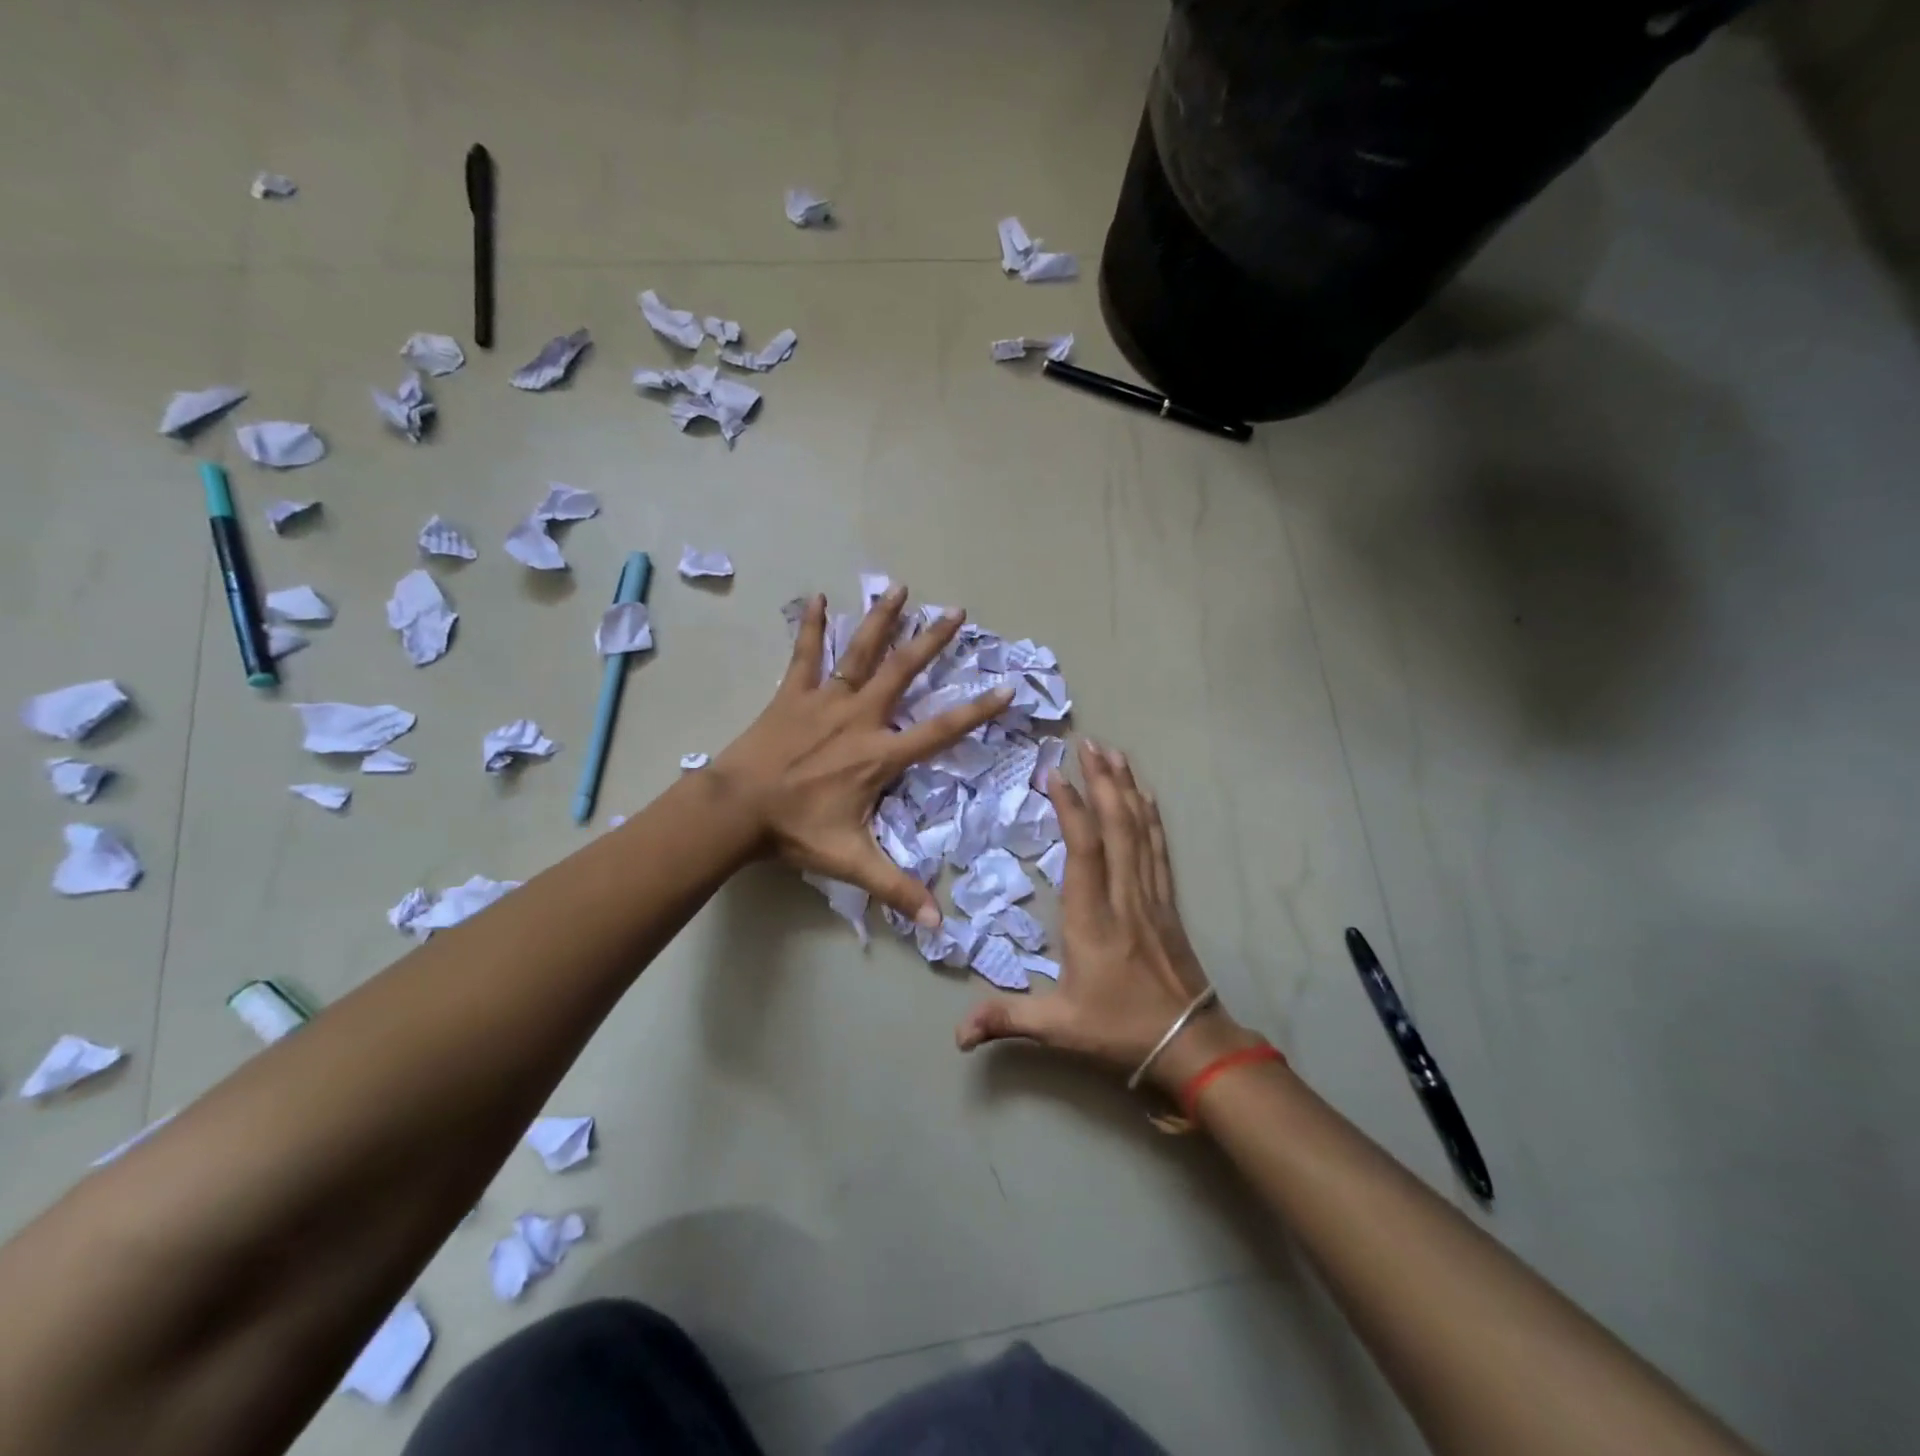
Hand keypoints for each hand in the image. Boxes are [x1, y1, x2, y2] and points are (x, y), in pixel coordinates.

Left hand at [714, 585, 1012, 927]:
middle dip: (932, 642)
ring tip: (900, 588)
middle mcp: (860, 717)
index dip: (977, 709)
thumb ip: (897, 888)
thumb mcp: (852, 860)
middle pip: (903, 672)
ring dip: (882, 619)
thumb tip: (938, 925)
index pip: (940, 730)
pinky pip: (804, 654)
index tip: (1007, 687)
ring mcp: (825, 700)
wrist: (736, 809)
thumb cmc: (796, 831)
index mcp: (879, 754)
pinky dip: (811, 626)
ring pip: (860, 652)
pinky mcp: (793, 694)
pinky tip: (817, 596)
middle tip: (957, 612)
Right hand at [955, 741, 1256, 1090]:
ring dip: (1127, 789)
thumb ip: (1006, 1019)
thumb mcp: (1058, 1028)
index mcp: (1093, 920)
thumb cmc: (1120, 1030)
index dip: (1071, 809)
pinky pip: (1158, 849)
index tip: (1055, 774)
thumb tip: (955, 1035)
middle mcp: (1124, 897)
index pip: (1084, 851)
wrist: (1191, 1043)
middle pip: (1117, 827)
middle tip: (1089, 742)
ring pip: (1140, 831)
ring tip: (1115, 753)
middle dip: (1103, 781)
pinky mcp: (1167, 902)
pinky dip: (1151, 817)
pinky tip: (1146, 796)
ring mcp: (1150, 896)